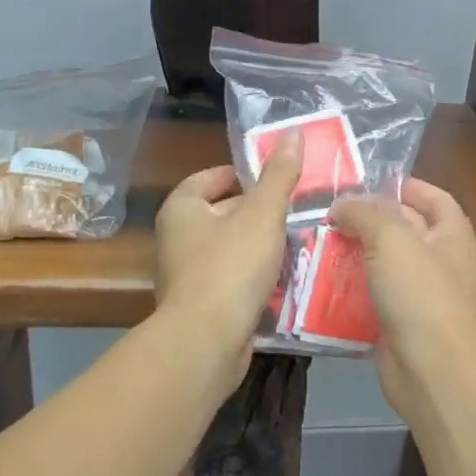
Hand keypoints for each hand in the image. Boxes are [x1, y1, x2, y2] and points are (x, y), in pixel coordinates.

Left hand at [154, 134, 302, 379]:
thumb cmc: (230, 266)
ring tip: (298, 241)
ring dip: (260, 246)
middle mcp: (177, 238)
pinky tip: (286, 278)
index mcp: (182, 209)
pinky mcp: (203, 305)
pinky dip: (256, 277)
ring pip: (231, 248)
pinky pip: (234, 280)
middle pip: (222, 213)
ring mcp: (188, 275)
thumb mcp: (262, 214)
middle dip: (258, 212)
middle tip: (296, 209)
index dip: (240, 174)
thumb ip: (279, 175)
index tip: (274, 178)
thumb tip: (293, 133)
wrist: (206, 342)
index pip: (210, 178)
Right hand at [328, 179, 475, 425]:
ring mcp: (418, 294)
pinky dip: (346, 290)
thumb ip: (364, 213)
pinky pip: (368, 297)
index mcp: (451, 234)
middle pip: (401, 229)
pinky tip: (316, 281)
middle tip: (325, 211)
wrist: (432, 371)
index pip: (433, 197)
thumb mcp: (391, 239)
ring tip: (314, 242)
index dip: (404, 185)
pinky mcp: (396, 322)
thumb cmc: (420, 294)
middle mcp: (438, 260)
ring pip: (380, 264)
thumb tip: (341, 205)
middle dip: (366, 219)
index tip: (367, 181)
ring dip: (350, 254)